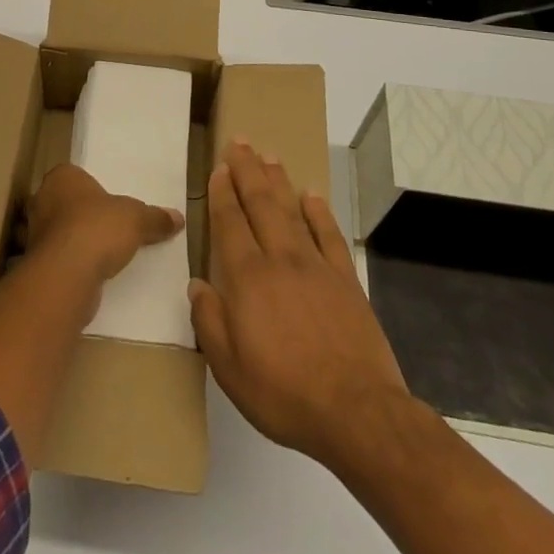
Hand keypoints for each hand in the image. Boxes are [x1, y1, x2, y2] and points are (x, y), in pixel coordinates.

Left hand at [25, 163, 183, 281]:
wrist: (66, 275)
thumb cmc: (97, 229)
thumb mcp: (136, 219)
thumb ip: (155, 217)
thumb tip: (178, 218)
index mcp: (62, 177)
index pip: (77, 176)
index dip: (95, 189)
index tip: (113, 204)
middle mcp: (43, 199)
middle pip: (69, 203)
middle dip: (87, 215)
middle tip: (113, 227)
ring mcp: (35, 232)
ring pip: (63, 231)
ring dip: (80, 241)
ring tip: (107, 253)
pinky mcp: (37, 263)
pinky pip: (61, 257)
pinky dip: (75, 264)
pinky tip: (95, 273)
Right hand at [189, 141, 410, 469]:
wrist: (356, 412)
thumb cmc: (283, 393)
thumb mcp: (229, 368)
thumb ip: (209, 321)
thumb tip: (197, 284)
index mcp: (248, 278)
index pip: (231, 223)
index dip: (223, 193)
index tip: (220, 168)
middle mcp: (280, 260)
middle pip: (261, 204)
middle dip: (248, 171)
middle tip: (240, 142)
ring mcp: (317, 267)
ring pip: (293, 211)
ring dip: (279, 181)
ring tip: (269, 156)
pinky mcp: (346, 281)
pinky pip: (329, 236)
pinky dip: (320, 213)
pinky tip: (312, 196)